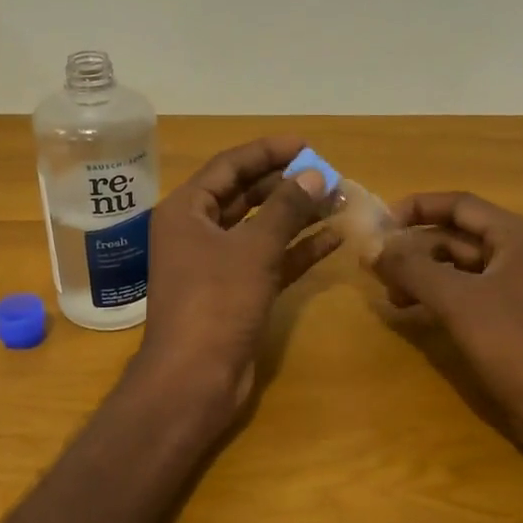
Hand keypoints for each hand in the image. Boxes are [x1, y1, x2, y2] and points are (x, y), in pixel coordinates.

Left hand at [134, 137, 337, 415]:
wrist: (194, 378)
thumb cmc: (216, 302)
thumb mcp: (253, 248)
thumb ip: (285, 208)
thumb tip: (314, 174)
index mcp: (186, 211)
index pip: (228, 166)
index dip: (267, 152)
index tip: (306, 145)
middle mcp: (196, 232)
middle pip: (244, 195)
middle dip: (286, 185)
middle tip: (327, 176)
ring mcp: (215, 265)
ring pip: (259, 229)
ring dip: (296, 216)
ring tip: (337, 202)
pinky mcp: (235, 292)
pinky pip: (268, 260)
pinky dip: (296, 250)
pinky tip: (332, 239)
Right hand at [372, 192, 522, 429]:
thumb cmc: (516, 343)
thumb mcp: (457, 300)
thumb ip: (411, 268)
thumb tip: (371, 248)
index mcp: (518, 237)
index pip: (460, 205)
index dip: (417, 208)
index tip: (379, 225)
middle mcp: (521, 255)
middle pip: (457, 236)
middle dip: (415, 249)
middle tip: (376, 268)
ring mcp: (519, 289)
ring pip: (460, 269)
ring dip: (423, 275)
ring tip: (391, 297)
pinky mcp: (513, 320)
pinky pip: (468, 295)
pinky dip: (438, 298)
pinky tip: (414, 314)